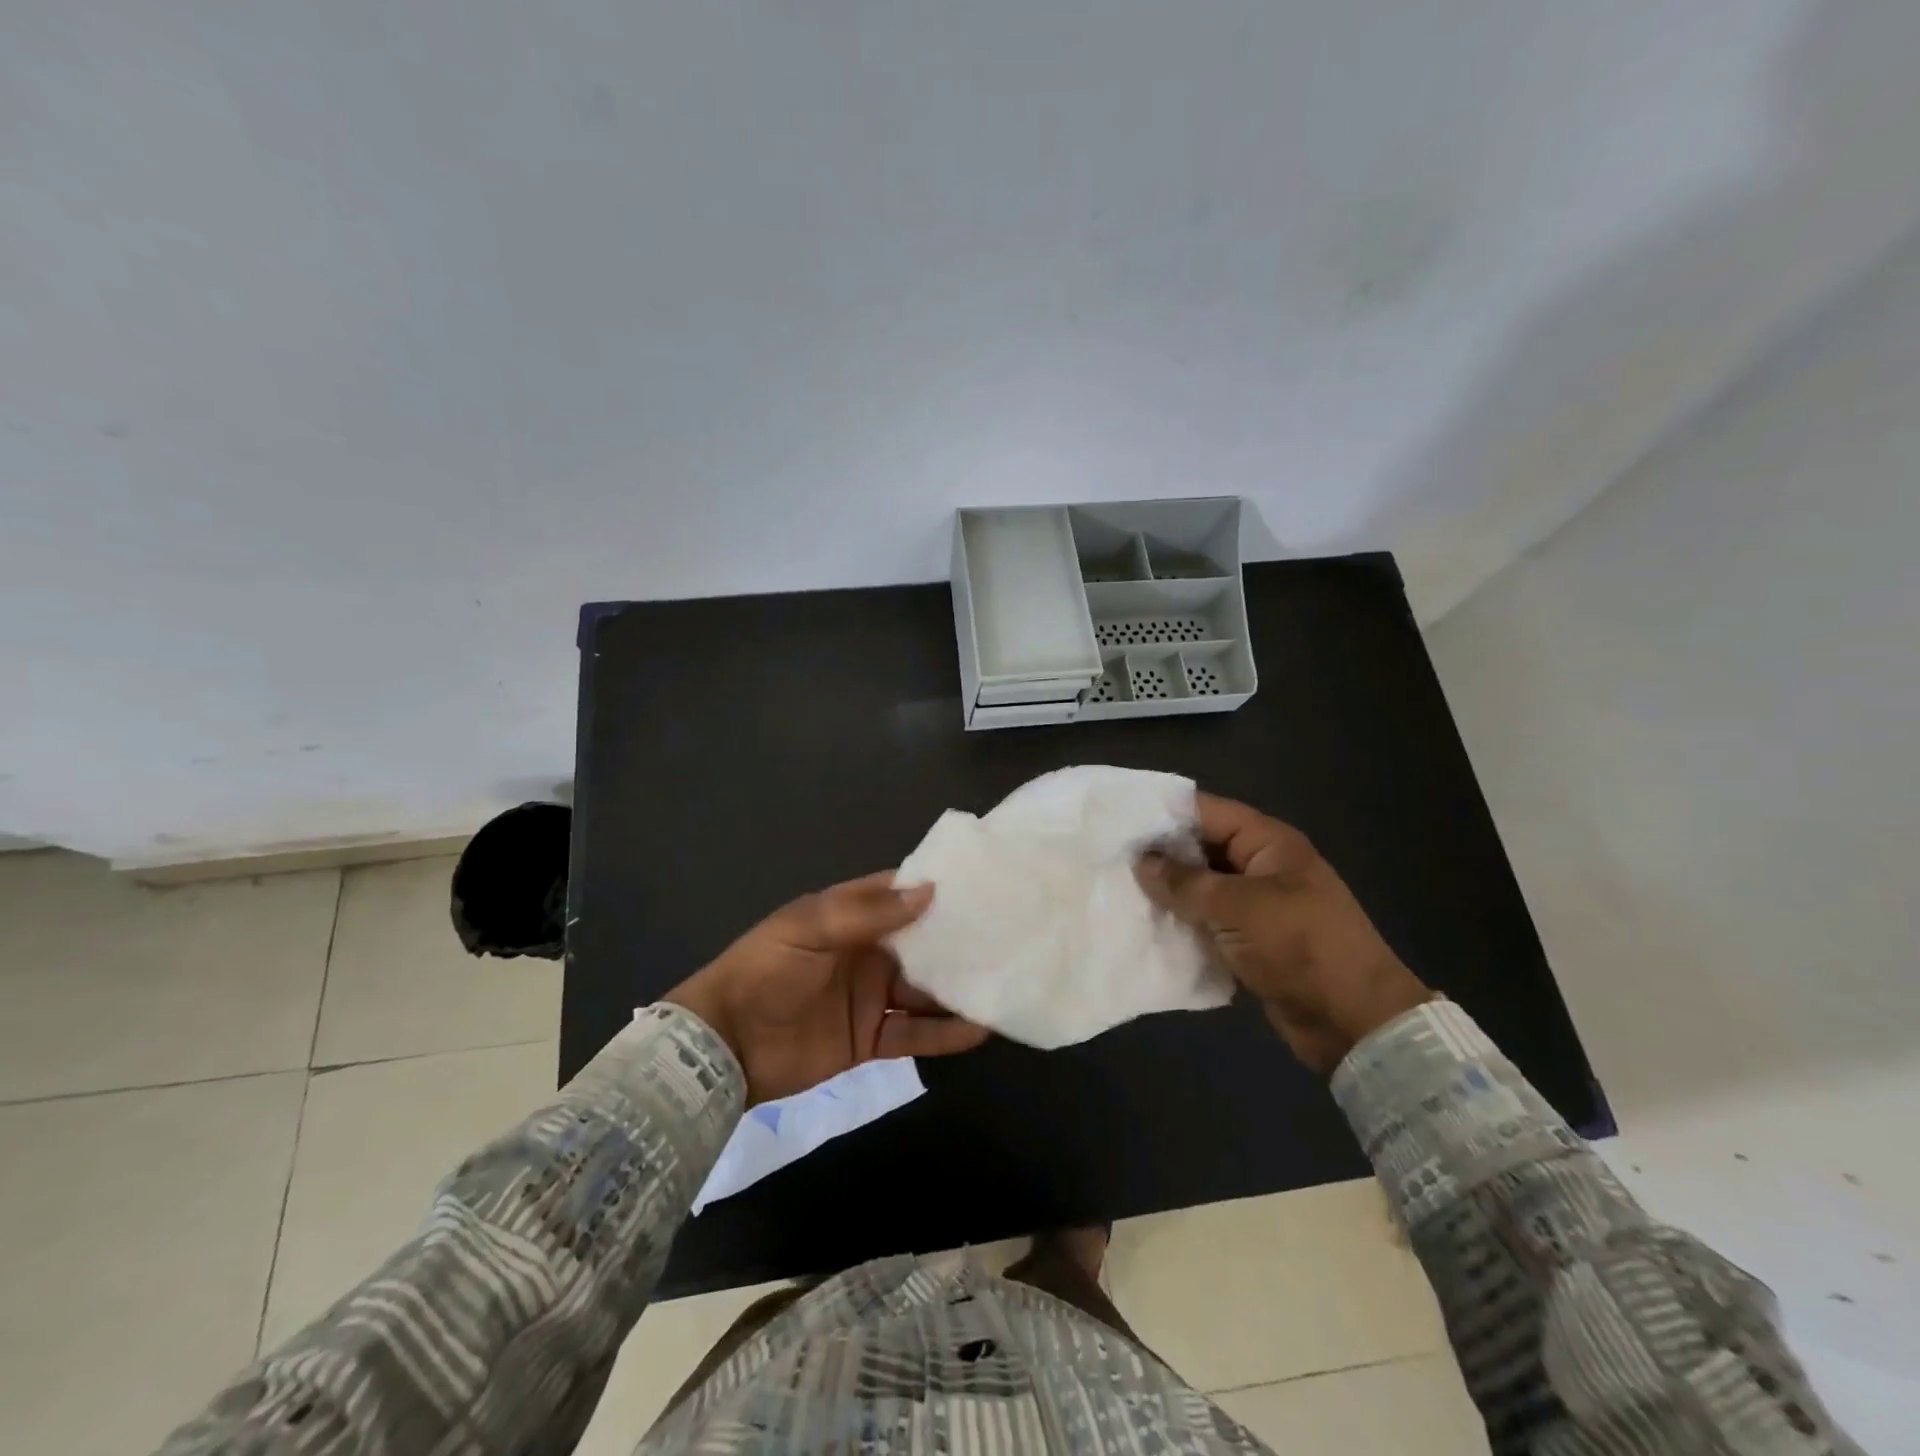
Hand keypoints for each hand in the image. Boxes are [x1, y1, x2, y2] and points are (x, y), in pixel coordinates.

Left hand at [663, 872, 988, 1104]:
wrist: (723, 1047)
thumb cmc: (765, 972)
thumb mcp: (809, 929)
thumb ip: (867, 912)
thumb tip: (930, 891)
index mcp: (849, 916)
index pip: (900, 894)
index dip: (937, 888)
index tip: (982, 885)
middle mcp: (867, 952)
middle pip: (921, 942)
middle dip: (958, 940)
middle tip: (1009, 936)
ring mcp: (871, 996)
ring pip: (925, 989)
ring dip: (959, 987)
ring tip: (1004, 982)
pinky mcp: (871, 1036)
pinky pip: (915, 1032)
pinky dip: (945, 1032)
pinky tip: (979, 1028)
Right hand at [1136, 793, 1430, 1074]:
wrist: (1355, 1022)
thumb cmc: (1300, 948)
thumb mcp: (1239, 908)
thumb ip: (1186, 883)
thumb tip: (1141, 861)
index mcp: (1268, 843)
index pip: (1207, 811)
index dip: (1163, 812)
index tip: (1116, 819)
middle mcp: (1260, 866)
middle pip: (1201, 848)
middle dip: (1159, 855)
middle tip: (1108, 858)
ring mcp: (1256, 905)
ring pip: (1201, 888)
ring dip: (1167, 892)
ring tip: (1117, 890)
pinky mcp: (1250, 940)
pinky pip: (1207, 921)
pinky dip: (1182, 922)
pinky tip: (1145, 925)